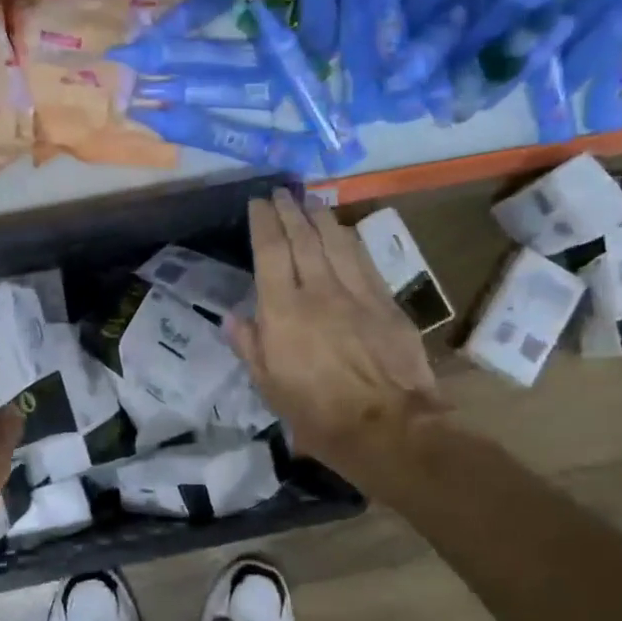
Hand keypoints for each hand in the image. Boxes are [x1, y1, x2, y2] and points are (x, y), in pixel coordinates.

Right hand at [228, 190, 441, 483]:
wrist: (389, 427)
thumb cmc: (319, 416)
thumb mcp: (270, 389)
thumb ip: (250, 347)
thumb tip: (233, 317)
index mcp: (284, 311)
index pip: (271, 252)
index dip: (264, 222)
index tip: (258, 203)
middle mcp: (319, 291)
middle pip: (303, 238)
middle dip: (290, 210)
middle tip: (281, 192)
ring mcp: (356, 292)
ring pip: (335, 241)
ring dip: (320, 216)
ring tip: (309, 199)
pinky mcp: (385, 301)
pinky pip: (363, 258)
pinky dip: (349, 238)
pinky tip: (342, 229)